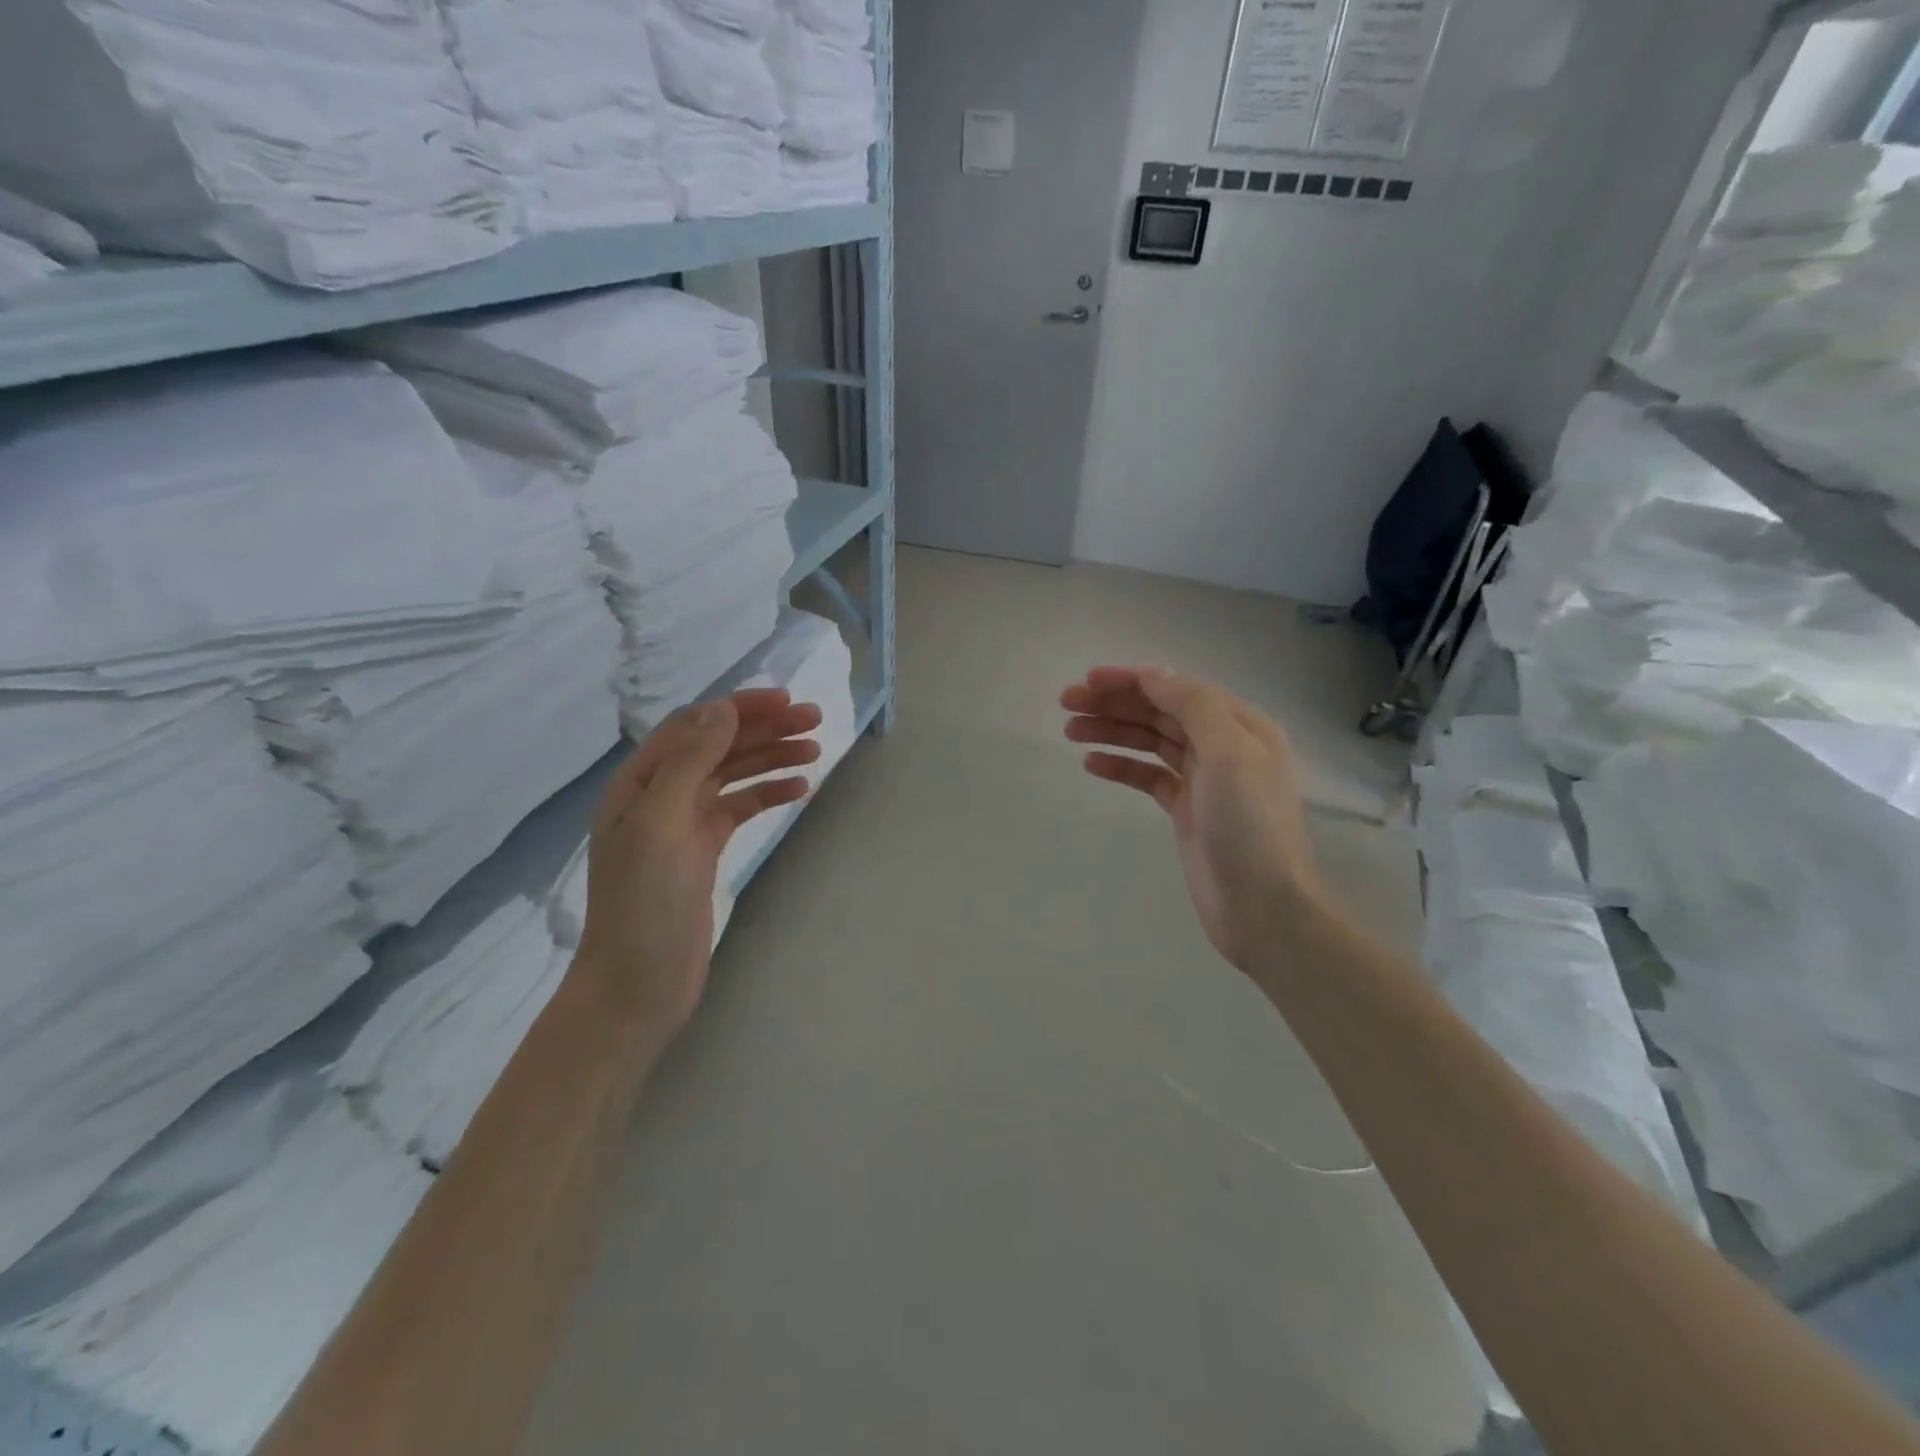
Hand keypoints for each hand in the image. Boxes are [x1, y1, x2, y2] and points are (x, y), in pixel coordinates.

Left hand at [575, 689, 822, 1039]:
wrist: (636, 987)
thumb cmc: (642, 906)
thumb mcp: (661, 826)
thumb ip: (689, 763)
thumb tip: (723, 709)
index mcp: (639, 782)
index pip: (694, 726)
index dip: (740, 708)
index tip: (788, 702)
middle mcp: (660, 795)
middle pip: (718, 746)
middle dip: (764, 729)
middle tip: (815, 720)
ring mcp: (683, 825)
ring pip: (733, 775)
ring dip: (772, 758)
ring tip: (815, 751)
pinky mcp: (703, 851)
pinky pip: (740, 808)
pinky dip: (768, 794)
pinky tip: (799, 790)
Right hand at [1062, 666, 1323, 971]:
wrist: (1263, 906)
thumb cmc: (1249, 825)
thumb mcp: (1229, 752)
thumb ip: (1192, 705)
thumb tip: (1153, 672)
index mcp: (1240, 724)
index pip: (1177, 688)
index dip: (1132, 680)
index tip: (1088, 680)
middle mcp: (1222, 744)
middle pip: (1160, 712)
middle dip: (1115, 704)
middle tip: (1067, 703)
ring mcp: (1203, 779)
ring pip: (1150, 742)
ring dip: (1111, 732)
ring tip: (1070, 731)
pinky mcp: (1186, 809)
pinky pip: (1148, 777)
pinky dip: (1121, 767)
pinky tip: (1092, 764)